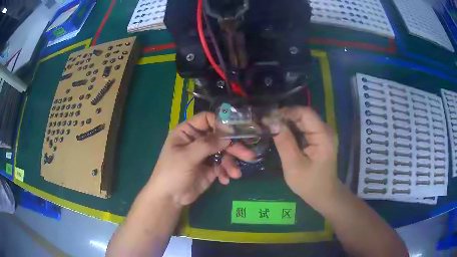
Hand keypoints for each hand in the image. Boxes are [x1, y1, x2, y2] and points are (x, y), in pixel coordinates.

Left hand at [149, 112, 254, 206]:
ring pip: (224, 152)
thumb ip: (208, 144)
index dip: (222, 123)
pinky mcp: (211, 168)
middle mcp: (198, 140)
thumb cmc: (172, 173)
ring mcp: (205, 154)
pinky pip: (223, 165)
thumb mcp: (187, 157)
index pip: (207, 119)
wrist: (170, 198)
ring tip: (235, 174)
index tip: (236, 131)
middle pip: (220, 137)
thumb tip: (229, 134)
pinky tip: (225, 180)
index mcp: (188, 132)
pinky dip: (226, 171)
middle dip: (233, 147)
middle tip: (248, 155)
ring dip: (231, 162)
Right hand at [273, 107, 339, 209]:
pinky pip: (304, 128)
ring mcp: (323, 134)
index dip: (287, 111)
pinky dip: (291, 129)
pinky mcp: (319, 139)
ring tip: (270, 126)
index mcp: (323, 135)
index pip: (305, 113)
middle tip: (266, 122)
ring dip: (287, 122)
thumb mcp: (293, 165)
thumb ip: (284, 142)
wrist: (323, 195)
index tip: (268, 117)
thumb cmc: (309, 183)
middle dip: (285, 117)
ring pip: (303, 121)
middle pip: (304, 115)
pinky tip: (280, 133)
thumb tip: (271, 122)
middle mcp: (325, 130)